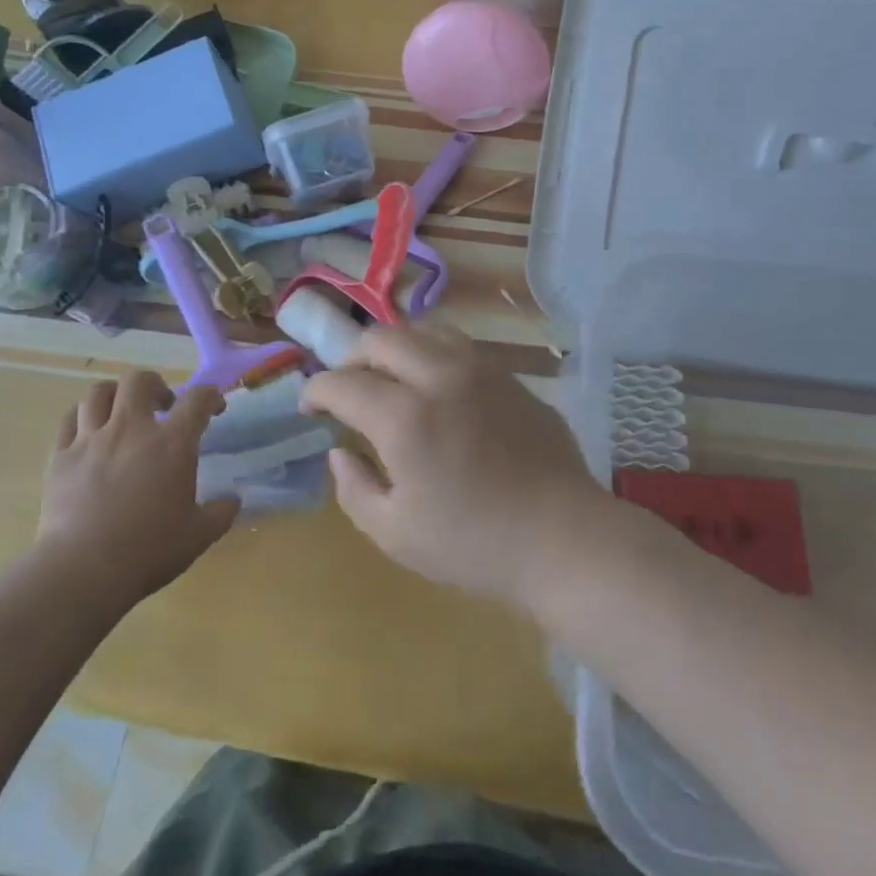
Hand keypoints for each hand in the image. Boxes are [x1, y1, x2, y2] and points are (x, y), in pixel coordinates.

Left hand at [38, 371, 236, 606]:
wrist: (84, 570)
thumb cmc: (148, 551)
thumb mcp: (198, 536)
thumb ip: (220, 513)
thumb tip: (233, 500)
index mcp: (171, 444)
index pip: (197, 399)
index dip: (210, 396)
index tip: (214, 408)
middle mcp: (131, 429)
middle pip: (139, 380)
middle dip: (154, 385)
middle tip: (162, 405)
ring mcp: (91, 439)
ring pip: (98, 393)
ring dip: (115, 395)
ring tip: (121, 412)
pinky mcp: (61, 456)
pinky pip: (68, 420)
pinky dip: (81, 418)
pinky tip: (87, 432)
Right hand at [300, 324, 602, 609]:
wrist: (565, 540)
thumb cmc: (475, 545)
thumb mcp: (395, 534)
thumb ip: (353, 489)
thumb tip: (340, 452)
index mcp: (405, 417)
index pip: (342, 382)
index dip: (315, 391)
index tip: (309, 407)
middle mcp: (440, 376)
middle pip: (380, 338)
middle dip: (351, 359)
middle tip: (347, 389)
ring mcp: (481, 369)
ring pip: (422, 330)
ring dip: (393, 349)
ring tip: (390, 379)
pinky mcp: (510, 376)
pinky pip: (459, 346)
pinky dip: (431, 355)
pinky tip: (436, 388)